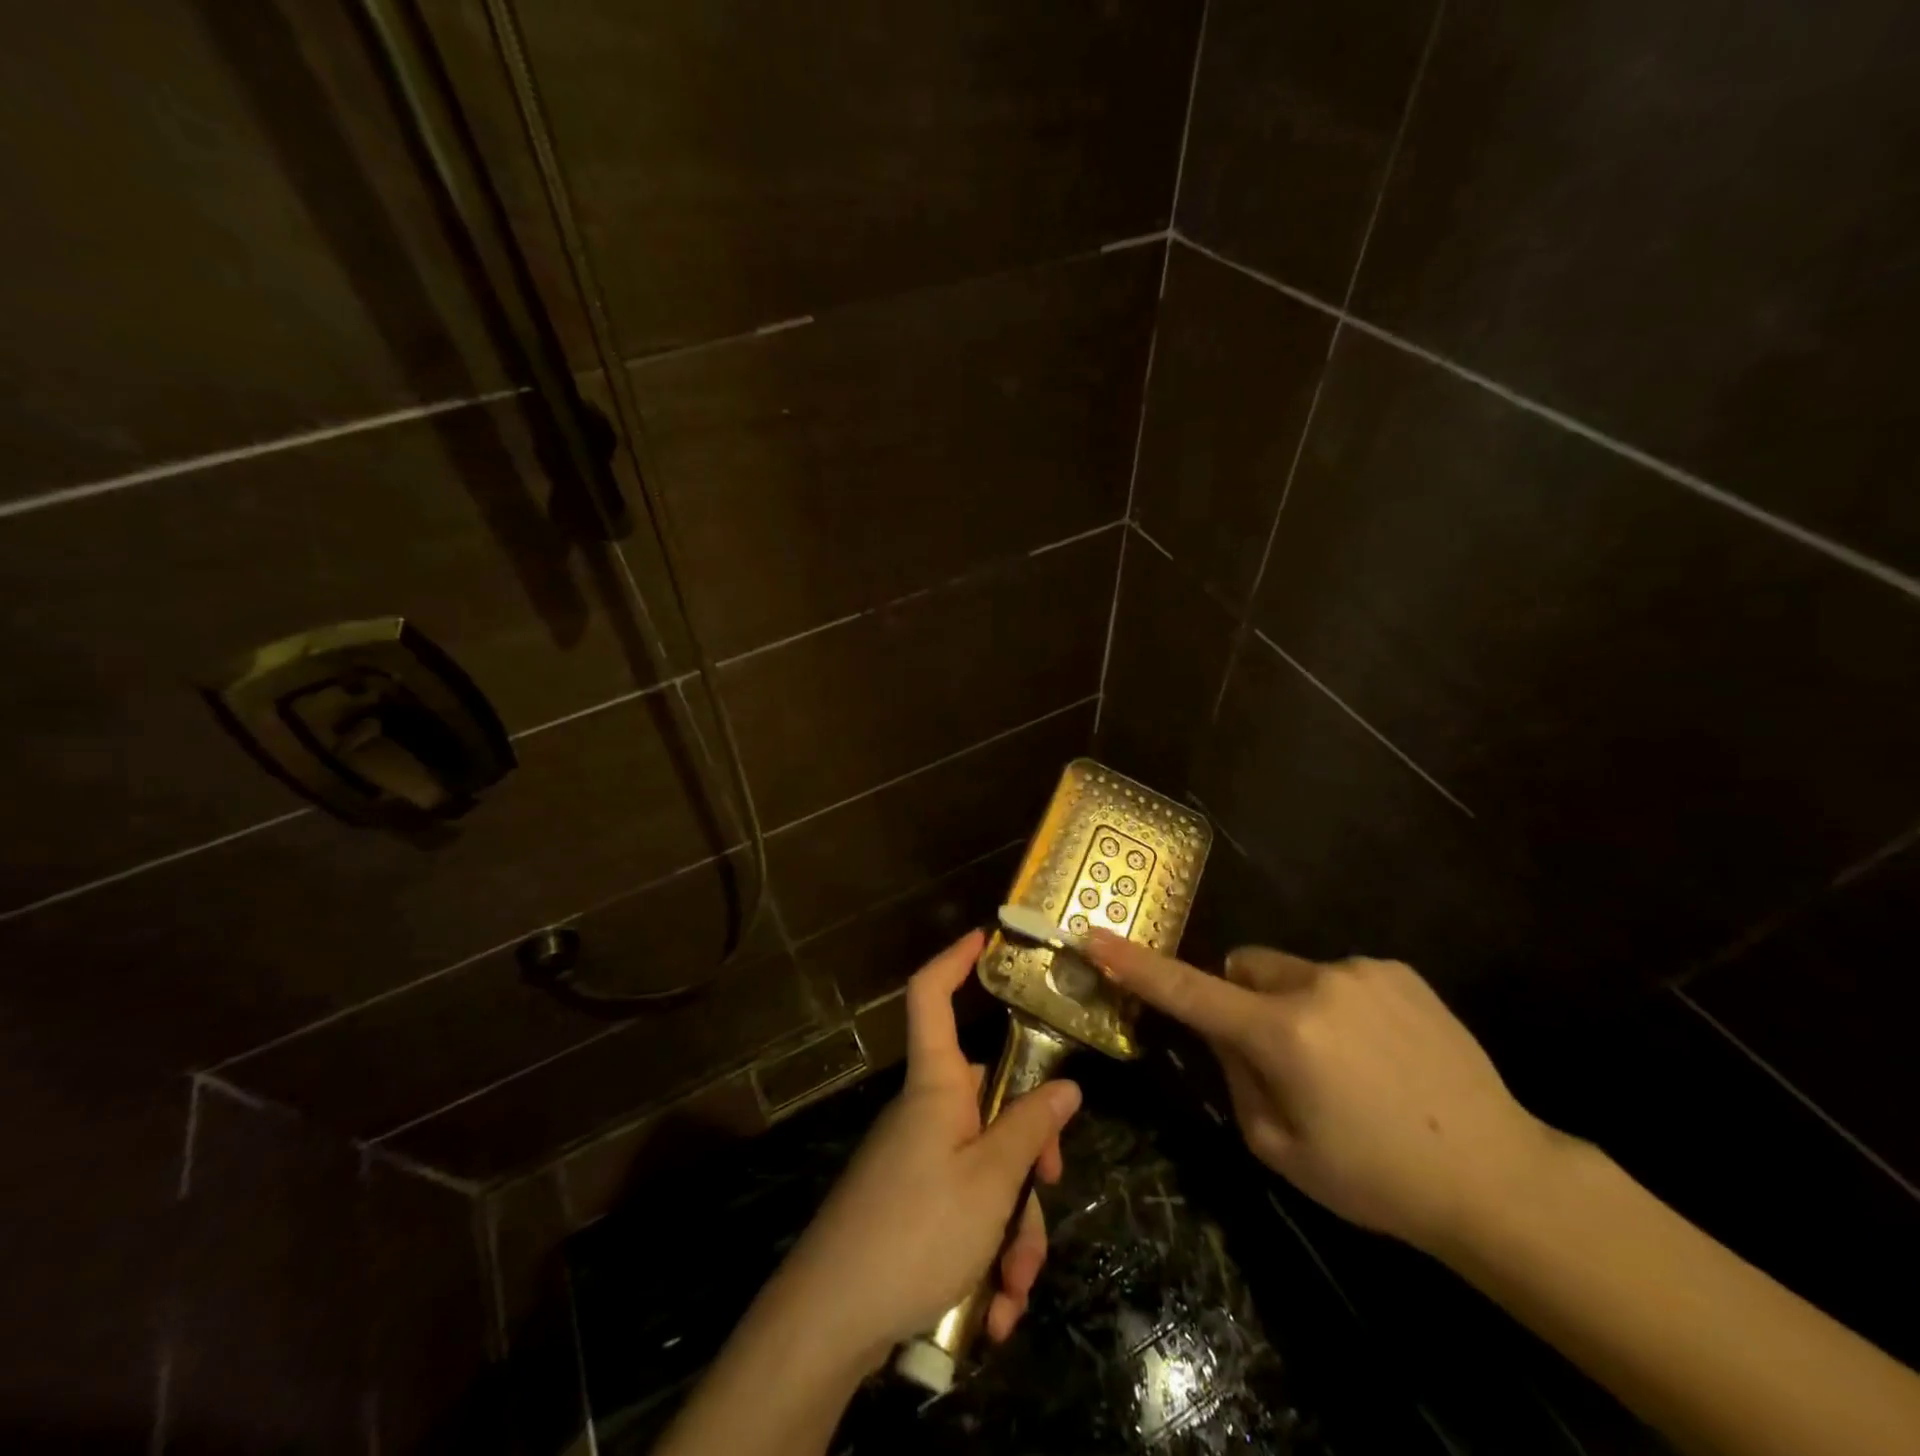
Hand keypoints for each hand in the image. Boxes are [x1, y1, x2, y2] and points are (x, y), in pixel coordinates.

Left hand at [770, 930, 1081, 1366]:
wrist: (828, 1322)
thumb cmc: (914, 1231)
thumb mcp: (989, 1180)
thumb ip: (1030, 1128)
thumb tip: (1065, 1086)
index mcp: (936, 1085)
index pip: (931, 996)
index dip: (954, 961)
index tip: (984, 938)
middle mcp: (928, 1112)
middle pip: (991, 1103)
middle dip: (1028, 1158)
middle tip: (1047, 1194)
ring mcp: (919, 1160)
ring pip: (987, 1170)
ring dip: (1012, 1230)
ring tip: (1012, 1291)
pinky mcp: (913, 1206)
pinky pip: (966, 1211)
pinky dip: (986, 1256)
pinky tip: (991, 1311)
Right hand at [1084, 929, 1558, 1253]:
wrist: (1499, 1178)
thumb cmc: (1377, 1179)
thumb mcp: (1281, 1149)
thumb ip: (1236, 1079)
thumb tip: (1225, 1034)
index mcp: (1282, 1035)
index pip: (1189, 991)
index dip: (1137, 965)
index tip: (1095, 936)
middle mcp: (1316, 985)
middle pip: (1244, 967)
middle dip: (1243, 999)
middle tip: (1277, 1055)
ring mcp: (1361, 972)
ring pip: (1292, 972)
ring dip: (1295, 1005)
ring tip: (1347, 1064)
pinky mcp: (1398, 971)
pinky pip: (1339, 976)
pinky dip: (1339, 1004)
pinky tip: (1383, 1054)